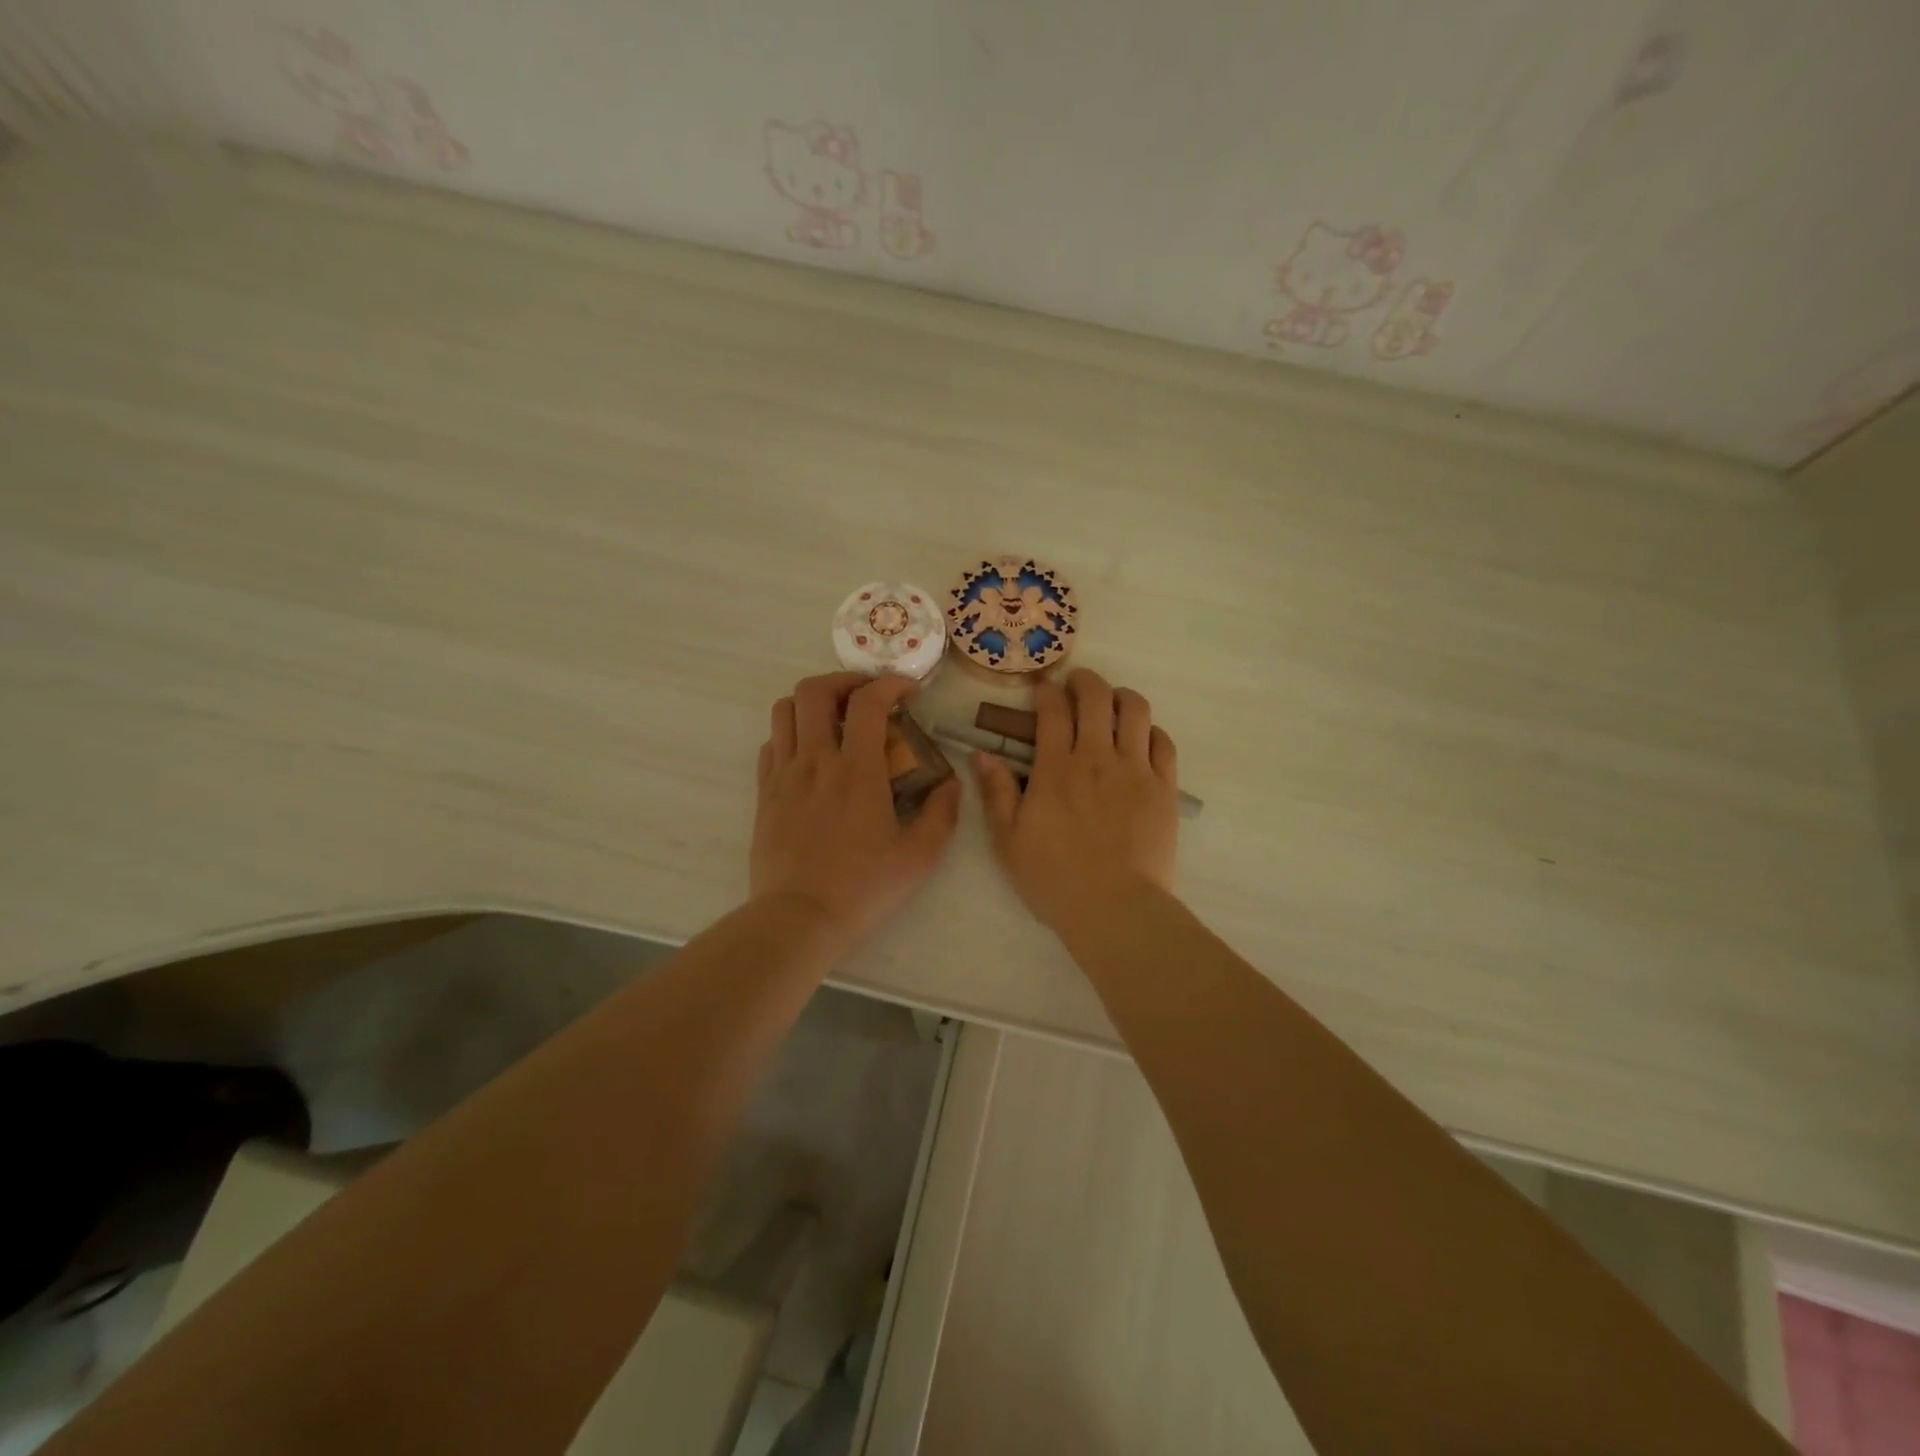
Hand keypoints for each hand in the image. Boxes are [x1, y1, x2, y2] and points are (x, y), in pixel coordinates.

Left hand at [752, 672, 960, 950]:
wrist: (798, 919)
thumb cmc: (863, 888)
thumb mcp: (919, 857)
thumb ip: (942, 813)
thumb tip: (950, 782)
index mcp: (857, 770)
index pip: (868, 701)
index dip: (890, 683)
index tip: (908, 690)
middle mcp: (815, 760)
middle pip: (814, 690)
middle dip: (844, 681)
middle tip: (867, 697)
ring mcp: (784, 775)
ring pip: (784, 710)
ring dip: (812, 703)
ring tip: (836, 720)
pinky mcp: (765, 794)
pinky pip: (772, 744)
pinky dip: (792, 734)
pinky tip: (811, 755)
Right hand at [973, 669, 1179, 935]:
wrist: (1115, 908)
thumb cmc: (1054, 878)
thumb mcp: (1008, 840)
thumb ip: (996, 792)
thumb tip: (982, 754)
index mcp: (1056, 768)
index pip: (1053, 710)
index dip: (1047, 691)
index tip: (1043, 689)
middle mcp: (1098, 757)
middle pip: (1097, 697)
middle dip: (1085, 681)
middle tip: (1077, 685)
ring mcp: (1136, 770)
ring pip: (1136, 710)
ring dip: (1122, 696)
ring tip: (1113, 703)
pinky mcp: (1165, 788)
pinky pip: (1163, 743)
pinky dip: (1151, 731)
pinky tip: (1142, 738)